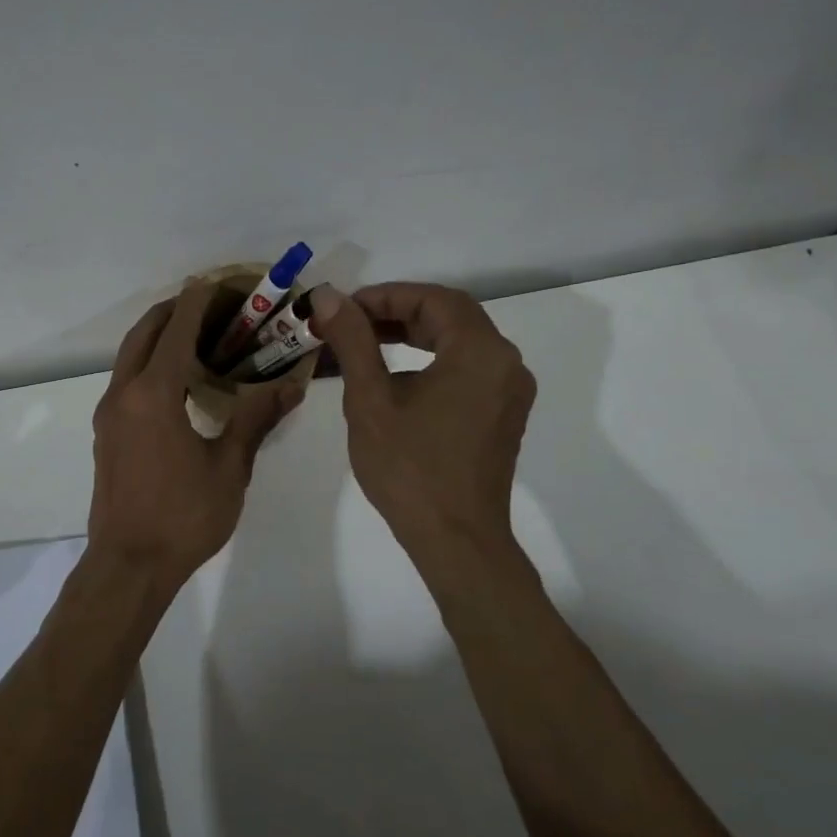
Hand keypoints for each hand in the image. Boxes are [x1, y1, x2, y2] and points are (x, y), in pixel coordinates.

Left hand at [88, 279, 305, 590]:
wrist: (128, 565)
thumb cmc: (183, 517)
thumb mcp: (229, 467)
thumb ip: (255, 418)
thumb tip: (291, 384)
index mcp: (154, 394)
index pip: (177, 329)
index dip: (200, 301)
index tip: (221, 283)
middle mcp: (124, 393)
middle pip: (145, 331)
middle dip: (176, 309)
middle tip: (213, 305)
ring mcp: (109, 412)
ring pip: (130, 353)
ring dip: (160, 334)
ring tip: (199, 334)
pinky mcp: (106, 431)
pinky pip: (126, 377)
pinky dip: (149, 360)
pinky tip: (178, 378)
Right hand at [310, 281, 535, 562]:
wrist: (456, 540)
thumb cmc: (409, 468)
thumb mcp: (370, 399)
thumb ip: (352, 340)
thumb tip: (328, 296)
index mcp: (480, 352)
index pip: (432, 299)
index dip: (384, 296)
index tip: (344, 308)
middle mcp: (505, 362)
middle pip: (450, 315)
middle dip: (397, 312)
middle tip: (350, 323)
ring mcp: (509, 390)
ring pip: (459, 341)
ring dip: (414, 334)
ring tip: (366, 343)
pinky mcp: (503, 413)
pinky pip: (467, 367)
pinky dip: (432, 358)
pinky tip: (397, 375)